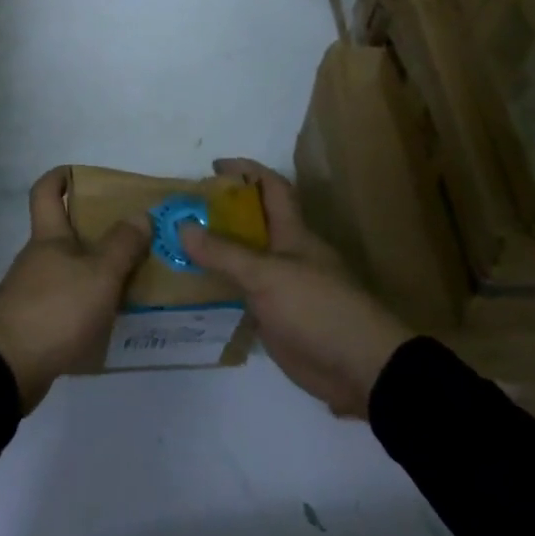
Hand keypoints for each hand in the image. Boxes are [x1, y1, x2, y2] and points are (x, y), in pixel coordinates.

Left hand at [0, 168, 147, 412]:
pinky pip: (64, 303)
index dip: (62, 177)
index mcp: (48, 236)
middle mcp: (36, 258)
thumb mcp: (100, 275)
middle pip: (63, 233)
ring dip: (94, 272)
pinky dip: (85, 305)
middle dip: (95, 232)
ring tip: (131, 284)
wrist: (7, 369)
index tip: (84, 176)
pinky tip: (108, 321)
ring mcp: (30, 292)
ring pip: (67, 270)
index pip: (46, 191)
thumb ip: (123, 245)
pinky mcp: (31, 324)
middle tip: (133, 238)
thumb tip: (140, 214)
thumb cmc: (56, 310)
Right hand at [180, 158, 410, 418]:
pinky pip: (240, 294)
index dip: (245, 170)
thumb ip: (224, 253)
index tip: (212, 167)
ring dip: (214, 252)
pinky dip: (218, 289)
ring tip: (174, 247)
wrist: (361, 369)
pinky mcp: (274, 318)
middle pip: (250, 223)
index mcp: (292, 232)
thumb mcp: (266, 275)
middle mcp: (285, 253)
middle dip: (218, 213)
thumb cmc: (318, 307)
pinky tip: (190, 292)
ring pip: (242, 260)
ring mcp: (280, 287)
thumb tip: (182, 226)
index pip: (270, 186)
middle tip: (179, 212)